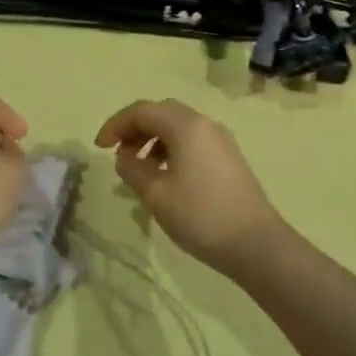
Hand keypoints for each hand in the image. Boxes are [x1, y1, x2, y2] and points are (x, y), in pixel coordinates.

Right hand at [95, 99, 293, 273]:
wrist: (257, 244)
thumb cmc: (201, 216)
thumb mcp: (156, 194)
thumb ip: (132, 169)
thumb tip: (124, 156)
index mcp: (186, 126)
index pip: (142, 111)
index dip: (116, 124)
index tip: (98, 147)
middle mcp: (205, 124)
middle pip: (161, 113)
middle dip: (135, 128)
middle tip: (118, 152)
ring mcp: (220, 140)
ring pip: (178, 127)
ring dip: (153, 140)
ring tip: (139, 168)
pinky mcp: (229, 158)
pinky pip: (192, 141)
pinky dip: (171, 150)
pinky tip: (165, 177)